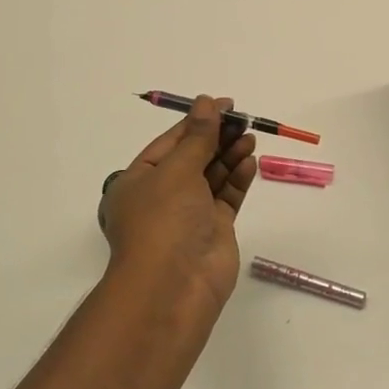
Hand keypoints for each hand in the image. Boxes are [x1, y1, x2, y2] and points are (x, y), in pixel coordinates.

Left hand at [100, 95, 257, 306]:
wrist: (174, 286)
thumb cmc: (164, 220)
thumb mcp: (177, 170)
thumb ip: (198, 136)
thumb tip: (206, 102)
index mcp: (138, 181)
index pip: (170, 142)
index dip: (197, 121)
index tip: (224, 104)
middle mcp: (161, 196)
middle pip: (193, 158)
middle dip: (217, 138)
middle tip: (243, 120)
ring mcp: (188, 215)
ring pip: (212, 176)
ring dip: (230, 156)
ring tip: (250, 137)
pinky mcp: (213, 230)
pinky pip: (227, 197)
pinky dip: (238, 179)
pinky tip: (251, 162)